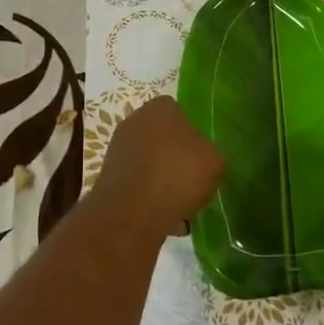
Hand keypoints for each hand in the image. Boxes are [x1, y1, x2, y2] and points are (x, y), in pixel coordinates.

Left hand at [95, 97, 223, 234]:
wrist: (133, 213)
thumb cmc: (177, 175)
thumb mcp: (214, 160)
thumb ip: (209, 152)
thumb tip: (201, 157)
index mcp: (160, 108)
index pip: (179, 111)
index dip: (193, 132)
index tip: (202, 154)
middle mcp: (135, 121)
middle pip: (162, 137)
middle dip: (176, 157)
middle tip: (193, 179)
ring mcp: (118, 149)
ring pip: (150, 162)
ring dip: (163, 179)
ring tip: (182, 203)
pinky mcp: (109, 177)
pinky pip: (138, 184)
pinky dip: (150, 197)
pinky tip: (166, 216)